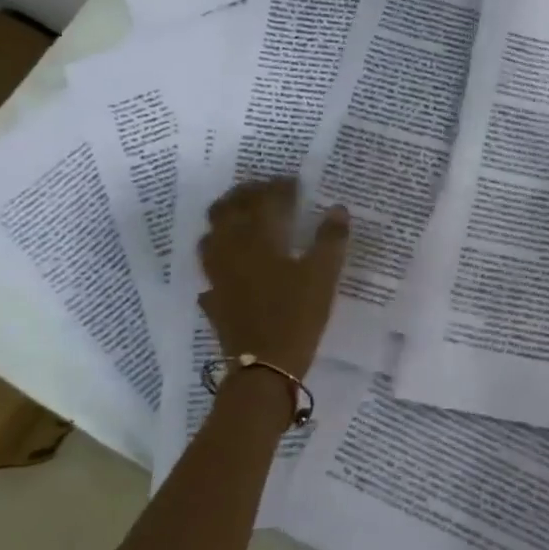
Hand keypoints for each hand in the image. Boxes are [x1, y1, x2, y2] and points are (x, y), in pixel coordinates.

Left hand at [198, 179, 348, 379]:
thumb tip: (337, 208)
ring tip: (243, 220)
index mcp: (259, 239)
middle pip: (227, 210)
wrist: (264, 367)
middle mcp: (231, 250)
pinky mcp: (214, 300)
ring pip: (211, 237)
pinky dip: (220, 262)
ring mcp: (217, 276)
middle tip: (264, 191)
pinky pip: (211, 272)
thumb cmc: (297, 315)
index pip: (265, 200)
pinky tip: (232, 268)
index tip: (293, 182)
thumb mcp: (324, 275)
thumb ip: (331, 239)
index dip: (279, 187)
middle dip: (245, 195)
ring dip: (225, 222)